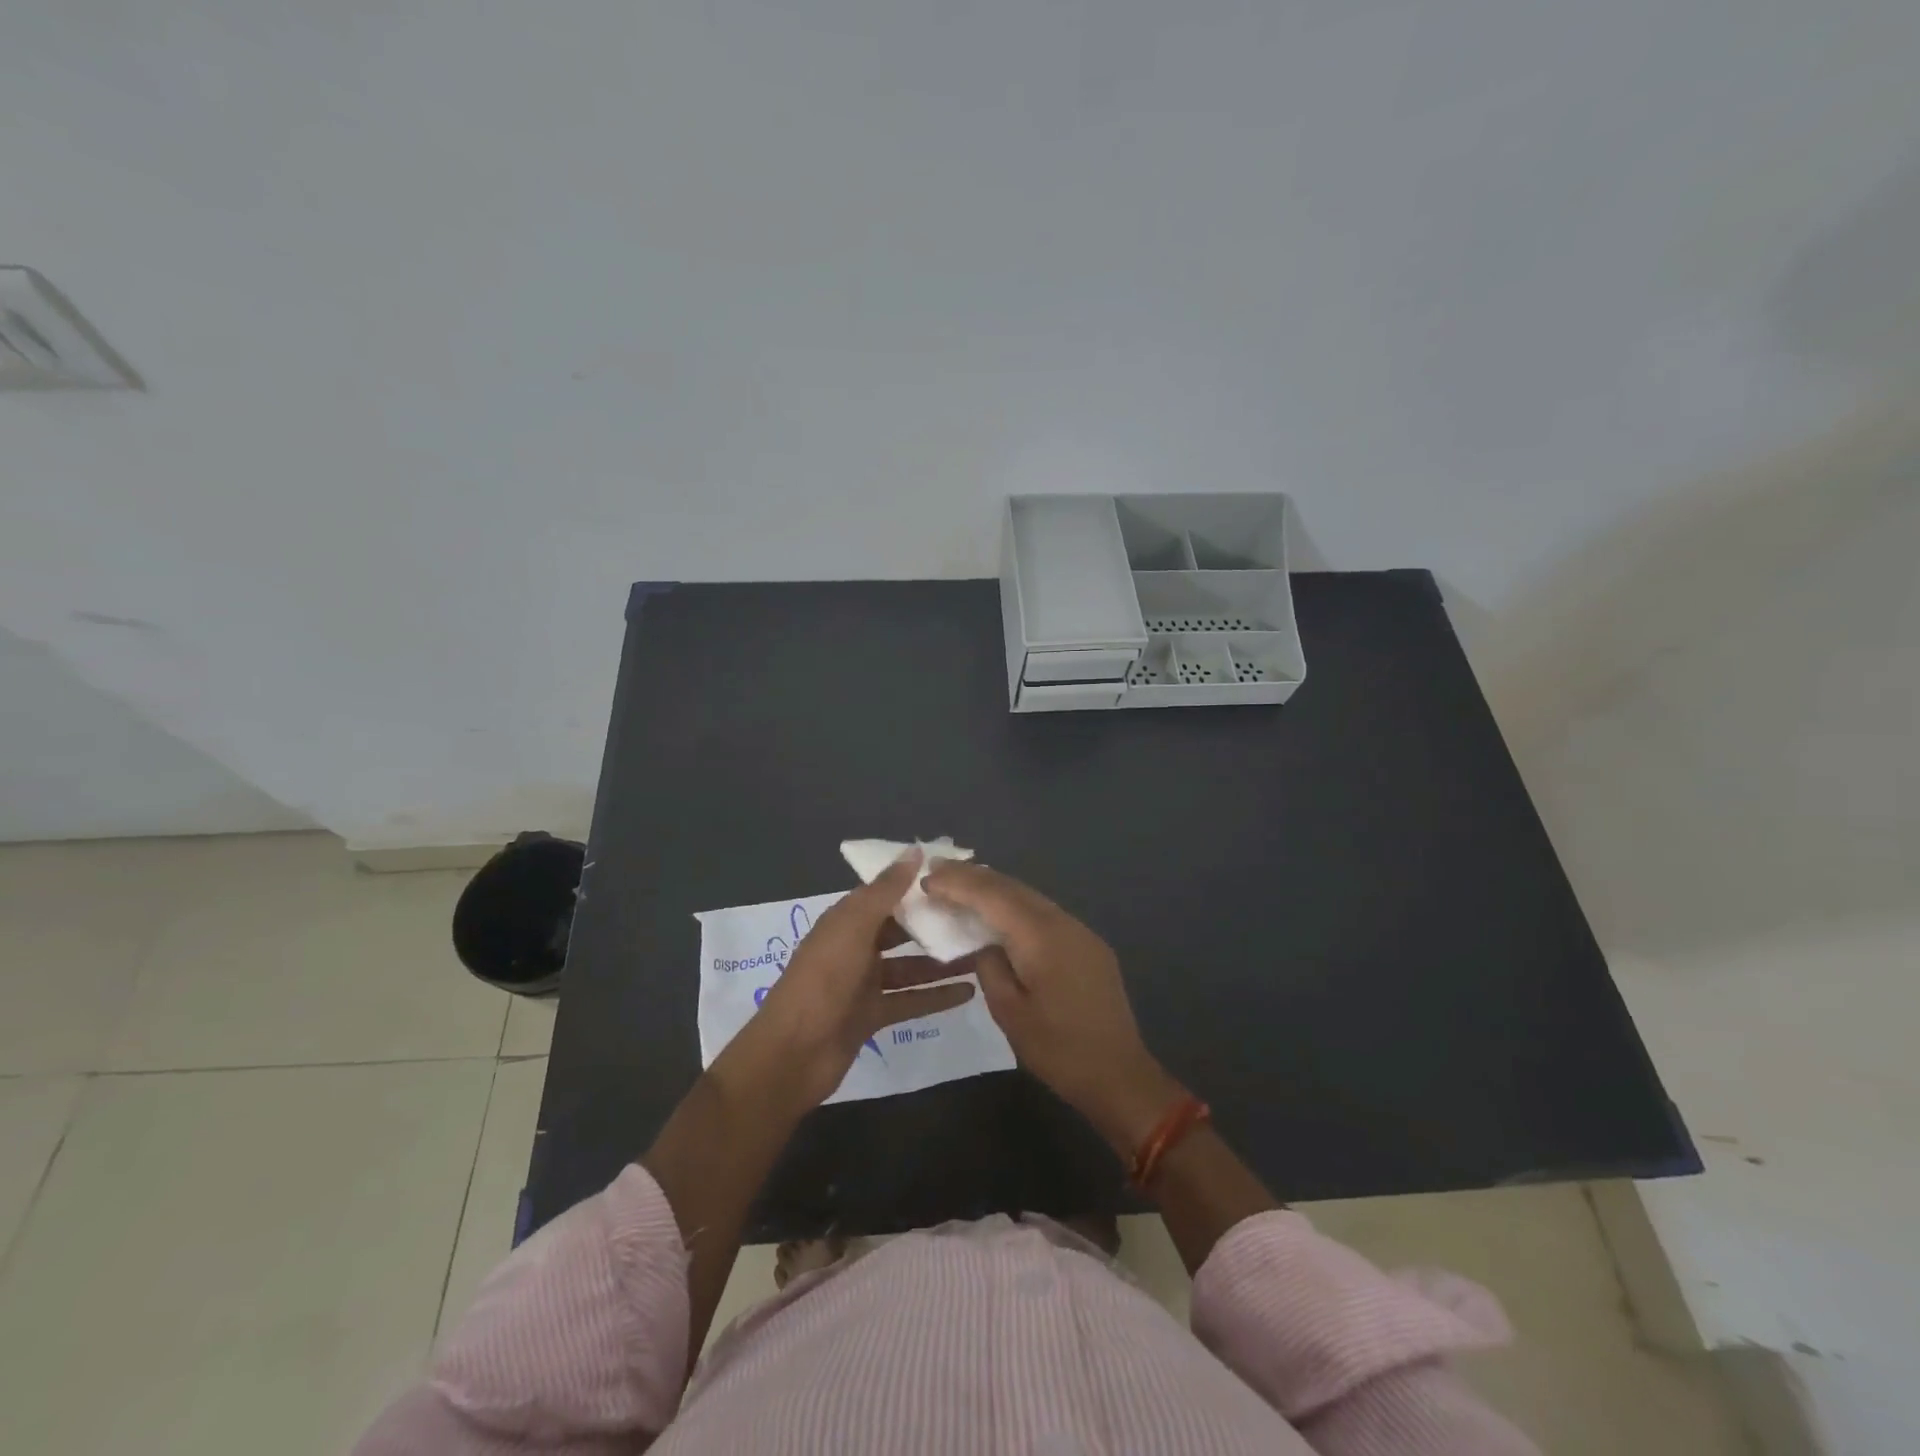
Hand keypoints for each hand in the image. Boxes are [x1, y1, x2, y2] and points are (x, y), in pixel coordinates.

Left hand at [747, 850, 977, 1106]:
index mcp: (846, 920)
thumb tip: (915, 850)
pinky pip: (910, 1000)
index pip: (886, 893)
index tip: (957, 877)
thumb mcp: (854, 928)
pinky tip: (970, 992)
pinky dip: (937, 996)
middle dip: (934, 923)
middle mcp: (856, 947)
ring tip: (982, 953)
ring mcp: (864, 983)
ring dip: (941, 961)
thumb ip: (886, 890)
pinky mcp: (873, 1015)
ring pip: (910, 966)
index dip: (918, 884)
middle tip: (978, 917)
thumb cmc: (823, 981)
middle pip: (901, 929)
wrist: (792, 1055)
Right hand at [923, 861, 1184, 1155]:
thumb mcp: (1009, 1012)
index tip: (927, 877)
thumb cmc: (1058, 1049)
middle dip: (974, 876)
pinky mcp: (1087, 944)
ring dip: (996, 888)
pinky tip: (1000, 912)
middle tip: (938, 870)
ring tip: (962, 884)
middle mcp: (1062, 922)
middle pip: (1012, 887)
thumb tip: (984, 943)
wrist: (1119, 1074)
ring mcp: (1080, 931)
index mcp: (1041, 936)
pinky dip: (1016, 906)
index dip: (958, 883)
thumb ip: (989, 967)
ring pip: (1030, 896)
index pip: (992, 895)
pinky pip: (1044, 913)